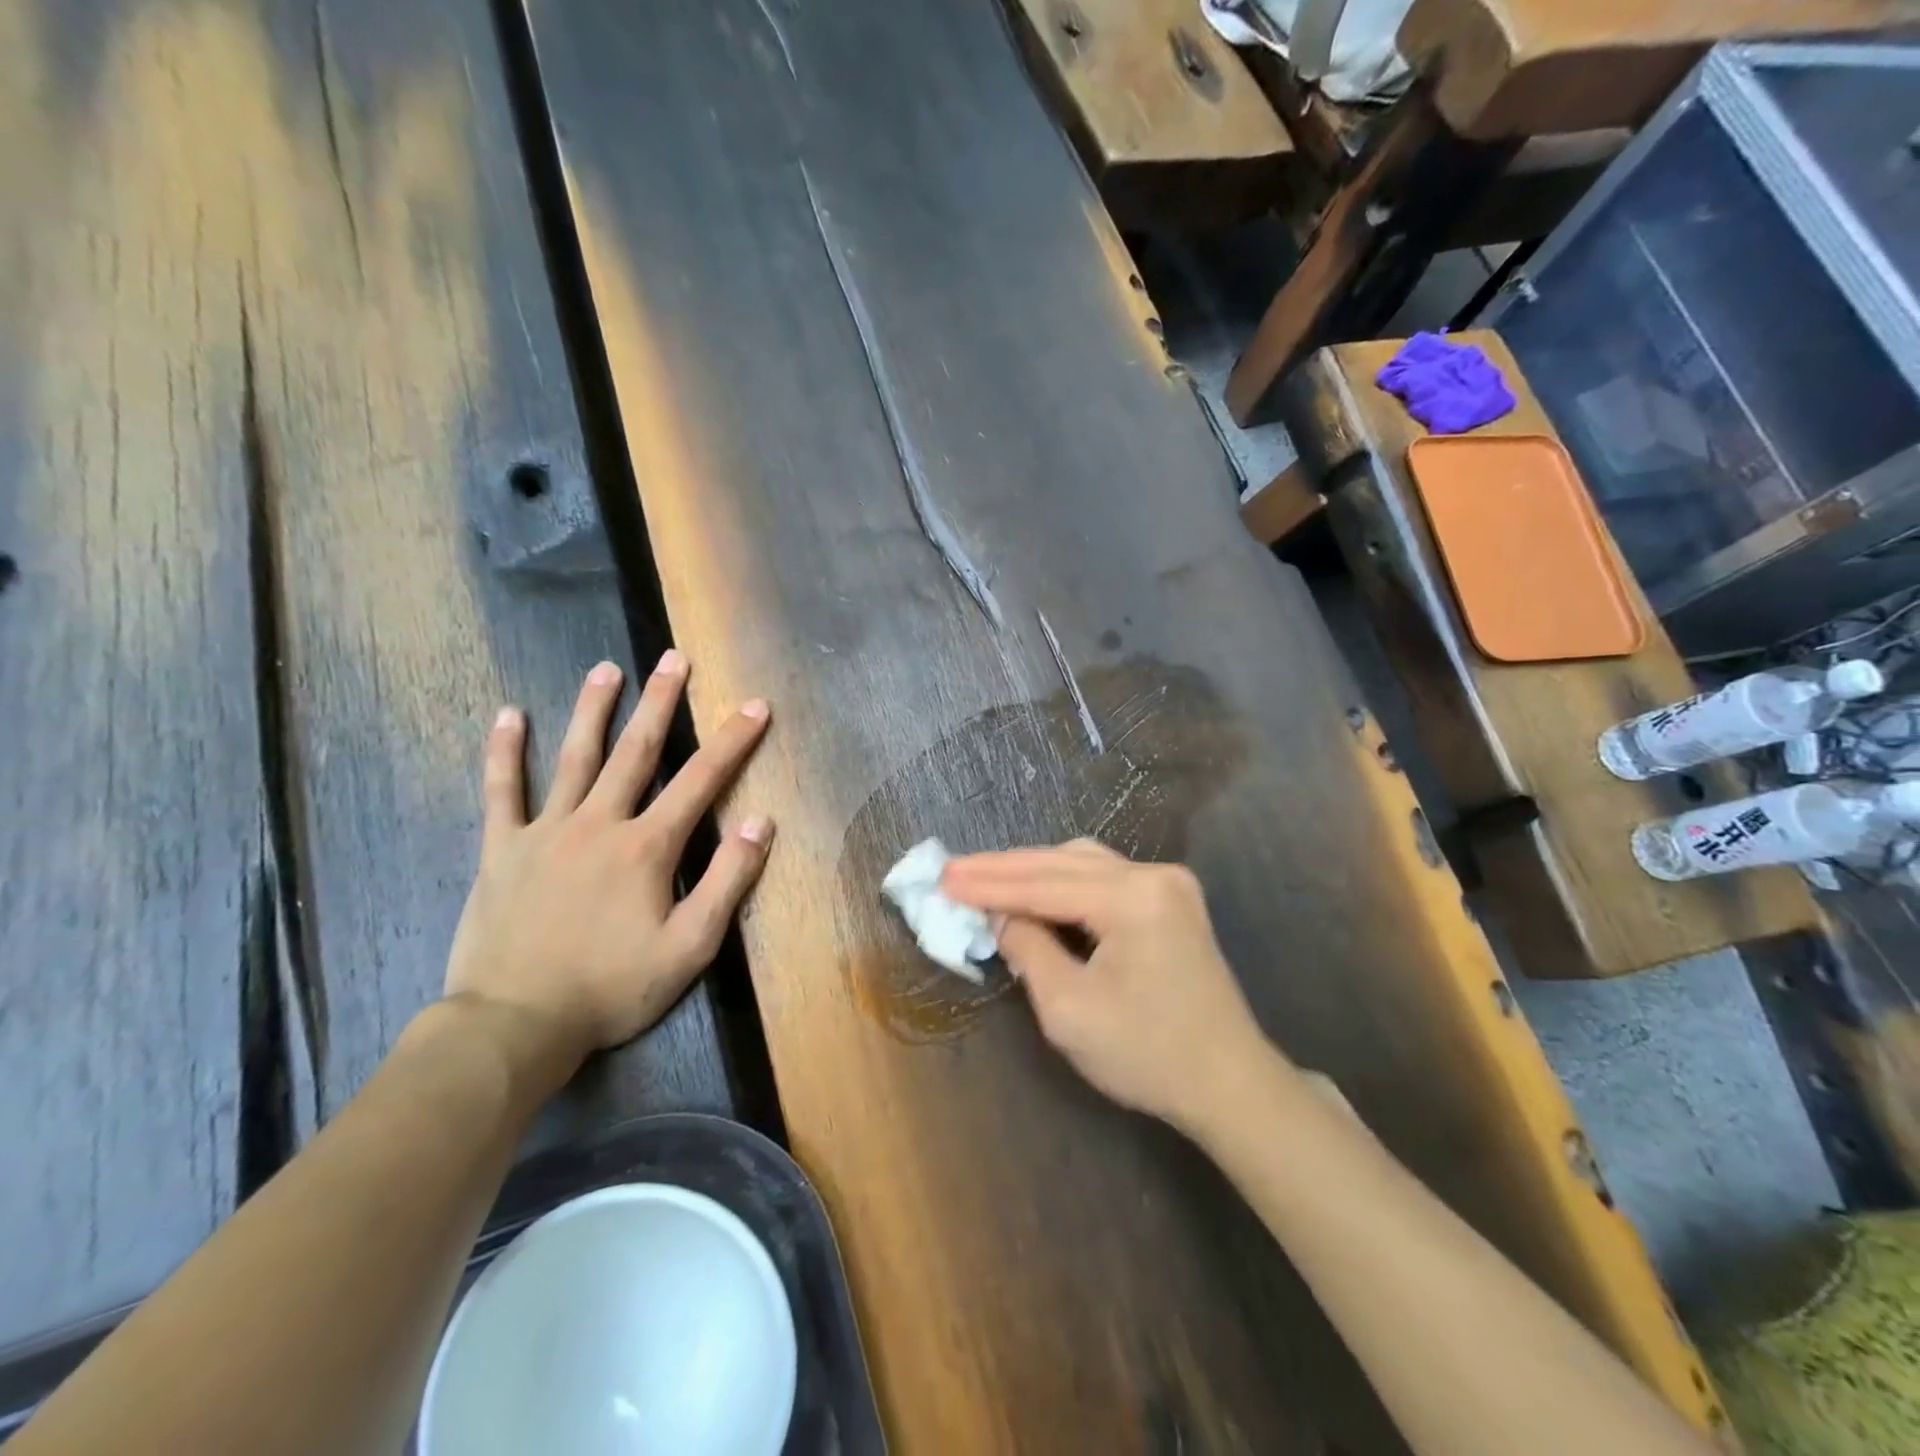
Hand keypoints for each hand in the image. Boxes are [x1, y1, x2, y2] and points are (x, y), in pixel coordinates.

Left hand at [443, 651, 772, 1074]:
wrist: (515, 1024)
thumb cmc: (612, 988)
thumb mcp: (690, 947)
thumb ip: (728, 881)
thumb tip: (761, 823)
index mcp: (647, 847)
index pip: (701, 781)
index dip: (732, 740)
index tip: (754, 706)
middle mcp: (599, 824)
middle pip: (636, 752)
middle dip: (660, 702)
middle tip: (673, 659)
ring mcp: (546, 831)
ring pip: (574, 757)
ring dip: (593, 709)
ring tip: (606, 669)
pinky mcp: (502, 849)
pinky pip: (501, 791)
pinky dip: (505, 752)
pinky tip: (509, 715)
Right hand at [941, 840, 1281, 1131]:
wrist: (1230, 1084)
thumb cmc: (1147, 1055)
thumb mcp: (1069, 1009)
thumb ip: (1028, 949)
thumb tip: (1001, 916)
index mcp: (1133, 898)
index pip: (1043, 884)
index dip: (988, 883)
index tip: (942, 878)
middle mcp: (1153, 875)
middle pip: (1062, 862)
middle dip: (1004, 868)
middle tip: (953, 871)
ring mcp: (1168, 883)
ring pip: (1083, 862)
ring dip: (1032, 870)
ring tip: (984, 878)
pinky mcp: (1171, 899)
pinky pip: (1104, 876)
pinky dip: (1063, 882)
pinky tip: (1034, 889)